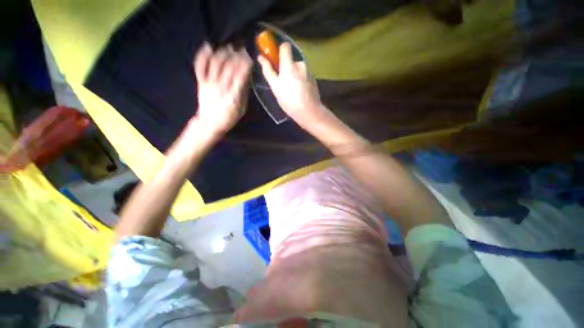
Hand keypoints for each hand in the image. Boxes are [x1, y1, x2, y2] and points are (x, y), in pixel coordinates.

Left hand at [189, 43, 251, 139]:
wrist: (210, 123)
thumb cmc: (229, 117)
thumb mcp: (242, 108)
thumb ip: (244, 92)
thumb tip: (247, 76)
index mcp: (233, 96)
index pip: (240, 76)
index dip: (245, 65)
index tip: (250, 58)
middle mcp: (221, 88)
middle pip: (228, 67)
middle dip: (236, 56)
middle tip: (242, 50)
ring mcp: (209, 84)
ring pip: (215, 63)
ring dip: (223, 53)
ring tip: (229, 48)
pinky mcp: (200, 82)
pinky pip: (200, 66)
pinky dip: (203, 55)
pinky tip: (209, 46)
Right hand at [258, 43, 325, 129]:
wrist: (309, 111)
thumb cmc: (289, 100)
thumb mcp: (275, 87)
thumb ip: (268, 70)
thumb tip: (260, 57)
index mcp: (289, 64)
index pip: (285, 46)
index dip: (279, 51)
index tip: (276, 60)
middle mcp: (300, 64)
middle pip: (291, 60)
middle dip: (287, 67)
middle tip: (283, 82)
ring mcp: (309, 72)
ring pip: (298, 69)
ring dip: (294, 75)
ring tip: (292, 90)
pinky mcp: (313, 79)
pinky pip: (304, 75)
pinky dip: (301, 80)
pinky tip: (299, 92)